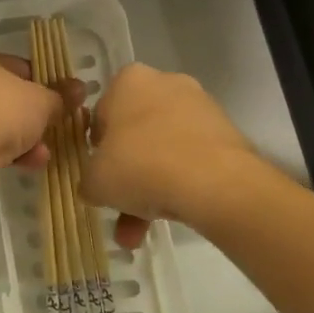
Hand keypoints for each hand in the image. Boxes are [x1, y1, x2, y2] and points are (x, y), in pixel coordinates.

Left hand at [0, 51, 81, 176]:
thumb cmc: (2, 111)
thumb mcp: (41, 101)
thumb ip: (61, 96)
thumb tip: (80, 88)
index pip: (19, 66)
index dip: (45, 82)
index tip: (64, 98)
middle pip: (9, 99)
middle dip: (36, 116)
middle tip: (59, 126)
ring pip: (0, 125)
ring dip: (26, 138)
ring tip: (47, 151)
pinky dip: (11, 153)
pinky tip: (31, 163)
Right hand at [79, 63, 261, 246]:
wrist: (215, 182)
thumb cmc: (141, 166)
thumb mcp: (96, 181)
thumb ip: (89, 180)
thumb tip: (96, 186)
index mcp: (128, 80)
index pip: (102, 114)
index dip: (97, 149)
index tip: (100, 175)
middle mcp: (165, 83)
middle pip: (136, 134)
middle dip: (127, 175)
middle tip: (121, 207)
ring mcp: (199, 107)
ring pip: (164, 150)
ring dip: (151, 189)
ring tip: (143, 232)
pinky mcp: (225, 132)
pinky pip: (191, 159)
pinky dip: (180, 185)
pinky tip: (173, 217)